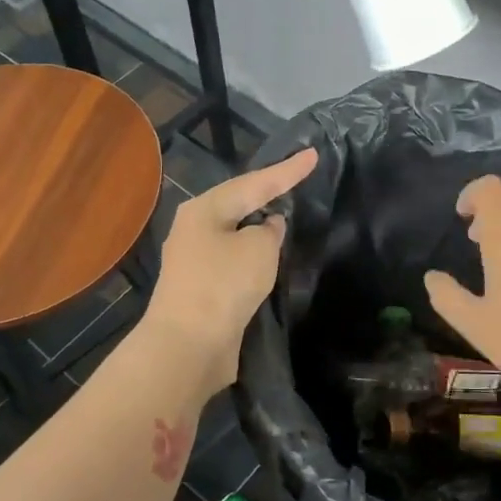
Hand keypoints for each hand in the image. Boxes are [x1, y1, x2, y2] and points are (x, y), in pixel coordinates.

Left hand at [139, 148, 317, 397]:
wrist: (188, 345)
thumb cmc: (223, 285)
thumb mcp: (258, 248)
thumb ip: (269, 230)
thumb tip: (267, 227)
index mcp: (204, 210)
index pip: (254, 183)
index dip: (287, 171)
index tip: (313, 155)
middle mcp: (194, 230)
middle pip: (239, 205)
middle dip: (267, 193)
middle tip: (296, 180)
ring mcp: (195, 261)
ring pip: (235, 235)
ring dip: (259, 228)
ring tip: (286, 215)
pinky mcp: (202, 290)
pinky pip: (234, 262)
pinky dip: (254, 256)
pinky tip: (270, 258)